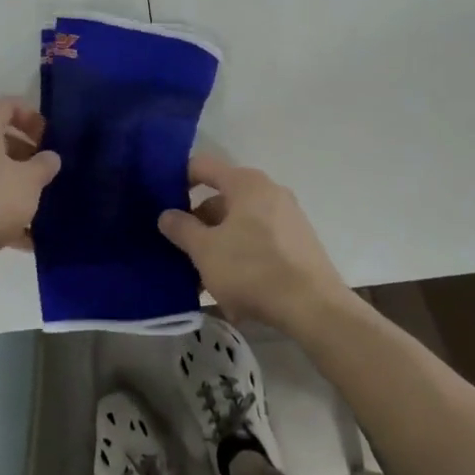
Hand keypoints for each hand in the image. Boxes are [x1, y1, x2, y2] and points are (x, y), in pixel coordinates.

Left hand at [0, 98, 60, 274]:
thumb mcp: (29, 182)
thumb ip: (44, 165)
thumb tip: (49, 157)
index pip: (5, 105)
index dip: (28, 113)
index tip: (46, 134)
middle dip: (23, 151)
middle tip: (43, 168)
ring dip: (13, 182)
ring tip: (36, 205)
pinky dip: (0, 208)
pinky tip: (22, 237)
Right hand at [158, 154, 350, 333]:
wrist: (314, 307)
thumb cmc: (252, 269)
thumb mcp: (205, 250)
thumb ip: (182, 229)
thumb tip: (166, 214)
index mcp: (245, 183)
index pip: (202, 166)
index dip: (177, 180)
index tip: (161, 203)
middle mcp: (269, 191)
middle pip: (222, 201)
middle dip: (200, 227)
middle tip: (181, 252)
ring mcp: (287, 217)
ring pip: (240, 227)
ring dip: (219, 249)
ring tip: (206, 282)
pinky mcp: (298, 243)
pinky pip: (260, 244)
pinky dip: (243, 261)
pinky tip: (235, 295)